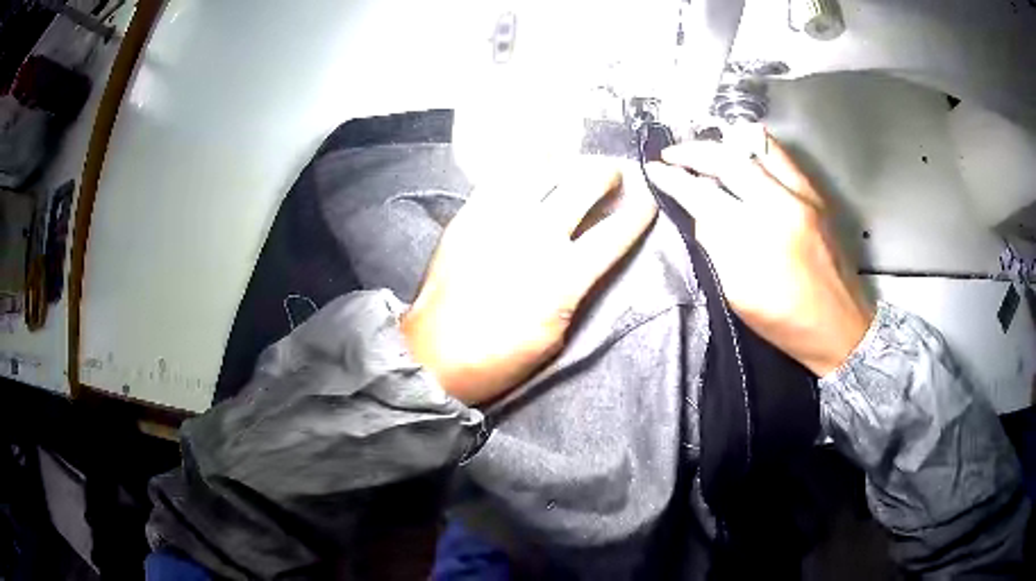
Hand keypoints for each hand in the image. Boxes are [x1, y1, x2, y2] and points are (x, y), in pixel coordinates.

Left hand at [402, 159, 657, 404]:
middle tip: (611, 174)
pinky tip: (532, 158)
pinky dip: (522, 162)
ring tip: (574, 159)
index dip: (638, 213)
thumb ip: (575, 291)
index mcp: (563, 276)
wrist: (434, 355)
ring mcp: (499, 220)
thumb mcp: (555, 337)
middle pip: (582, 185)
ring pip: (542, 170)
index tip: (648, 202)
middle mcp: (535, 237)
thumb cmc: (500, 357)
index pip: (614, 233)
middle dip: (605, 174)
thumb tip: (585, 261)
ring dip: (567, 161)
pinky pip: (499, 176)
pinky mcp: (469, 215)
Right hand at [645, 128, 873, 376]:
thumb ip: (715, 248)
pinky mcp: (816, 195)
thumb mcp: (738, 296)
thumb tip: (698, 212)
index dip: (674, 180)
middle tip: (673, 154)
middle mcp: (779, 211)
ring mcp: (802, 198)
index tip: (655, 170)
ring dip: (722, 144)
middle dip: (693, 152)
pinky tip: (741, 150)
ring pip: (755, 149)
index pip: (703, 198)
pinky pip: (780, 156)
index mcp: (755, 246)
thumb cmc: (786, 323)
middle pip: (727, 162)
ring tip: (704, 148)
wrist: (840, 327)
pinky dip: (754, 146)